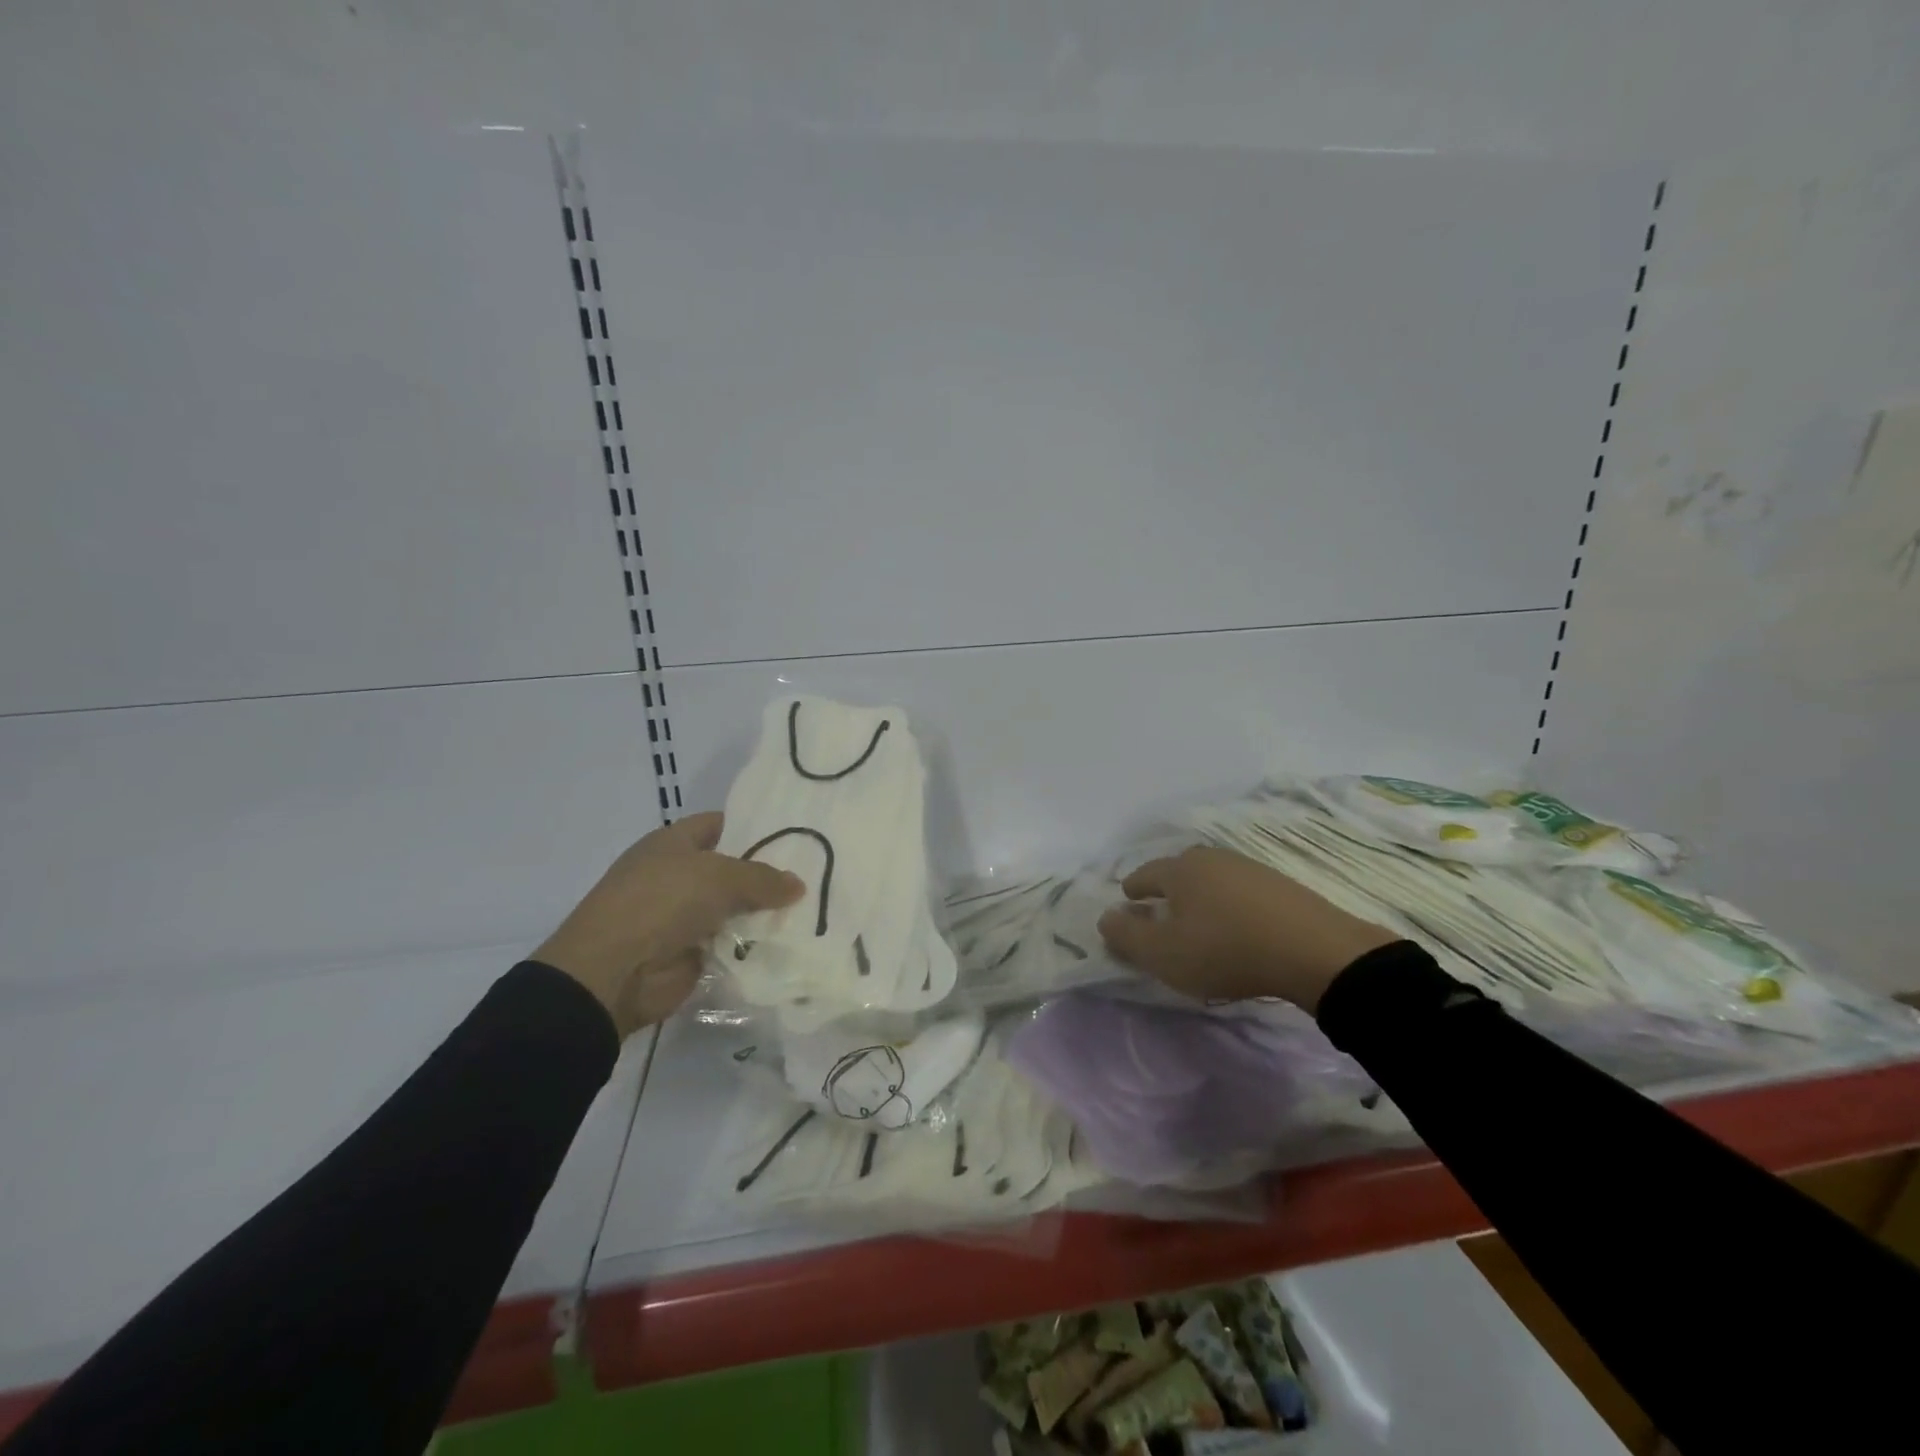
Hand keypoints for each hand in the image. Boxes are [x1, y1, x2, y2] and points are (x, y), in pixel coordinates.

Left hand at [535, 812, 803, 1036]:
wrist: (612, 973)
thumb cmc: (661, 903)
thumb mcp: (719, 877)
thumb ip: (762, 878)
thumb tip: (798, 884)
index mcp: (672, 843)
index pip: (720, 824)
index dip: (753, 826)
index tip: (795, 833)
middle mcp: (677, 876)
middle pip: (732, 869)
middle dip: (768, 873)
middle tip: (815, 873)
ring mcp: (683, 917)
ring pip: (735, 909)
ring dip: (764, 913)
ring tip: (814, 909)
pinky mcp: (690, 954)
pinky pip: (731, 944)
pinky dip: (754, 946)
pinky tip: (791, 942)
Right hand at [1096, 846, 1398, 1013]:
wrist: (1314, 951)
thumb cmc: (1224, 951)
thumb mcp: (1163, 954)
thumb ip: (1126, 936)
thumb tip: (1106, 917)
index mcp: (1180, 870)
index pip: (1145, 874)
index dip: (1133, 888)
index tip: (1127, 899)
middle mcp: (1212, 859)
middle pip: (1179, 871)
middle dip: (1166, 888)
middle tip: (1159, 909)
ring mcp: (1250, 869)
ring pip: (1212, 879)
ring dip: (1200, 896)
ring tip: (1199, 919)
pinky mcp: (1282, 887)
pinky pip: (1241, 892)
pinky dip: (1230, 905)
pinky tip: (1237, 925)